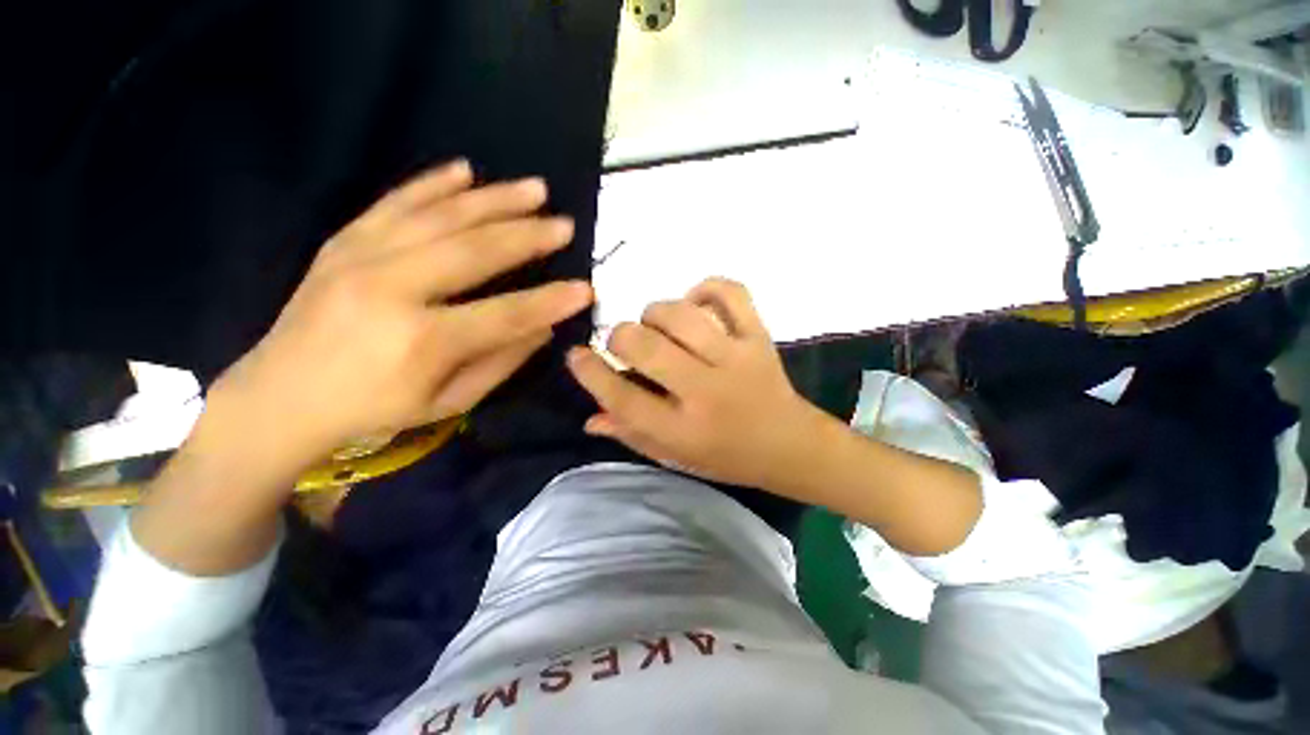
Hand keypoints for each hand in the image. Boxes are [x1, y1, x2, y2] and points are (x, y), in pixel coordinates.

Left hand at [209, 160, 593, 473]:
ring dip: (494, 199)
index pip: (505, 314)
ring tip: (534, 188)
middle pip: (475, 251)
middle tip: (565, 224)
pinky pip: (394, 202)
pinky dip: (432, 183)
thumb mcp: (448, 402)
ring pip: (440, 216)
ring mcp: (360, 258)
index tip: (586, 288)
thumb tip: (543, 328)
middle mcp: (390, 289)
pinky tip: (465, 169)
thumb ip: (500, 362)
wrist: (280, 396)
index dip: (551, 301)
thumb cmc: (374, 408)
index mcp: (421, 341)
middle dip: (528, 236)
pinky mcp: (342, 242)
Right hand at [567, 278, 823, 490]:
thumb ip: (632, 434)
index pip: (622, 398)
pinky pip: (730, 293)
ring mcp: (736, 358)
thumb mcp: (675, 456)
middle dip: (620, 336)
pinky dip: (706, 288)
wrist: (790, 445)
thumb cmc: (727, 456)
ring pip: (680, 315)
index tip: (576, 354)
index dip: (591, 372)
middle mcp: (706, 391)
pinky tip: (695, 302)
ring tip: (657, 326)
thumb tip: (590, 415)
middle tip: (624, 342)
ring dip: (655, 313)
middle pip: (644, 346)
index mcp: (683, 430)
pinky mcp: (759, 337)